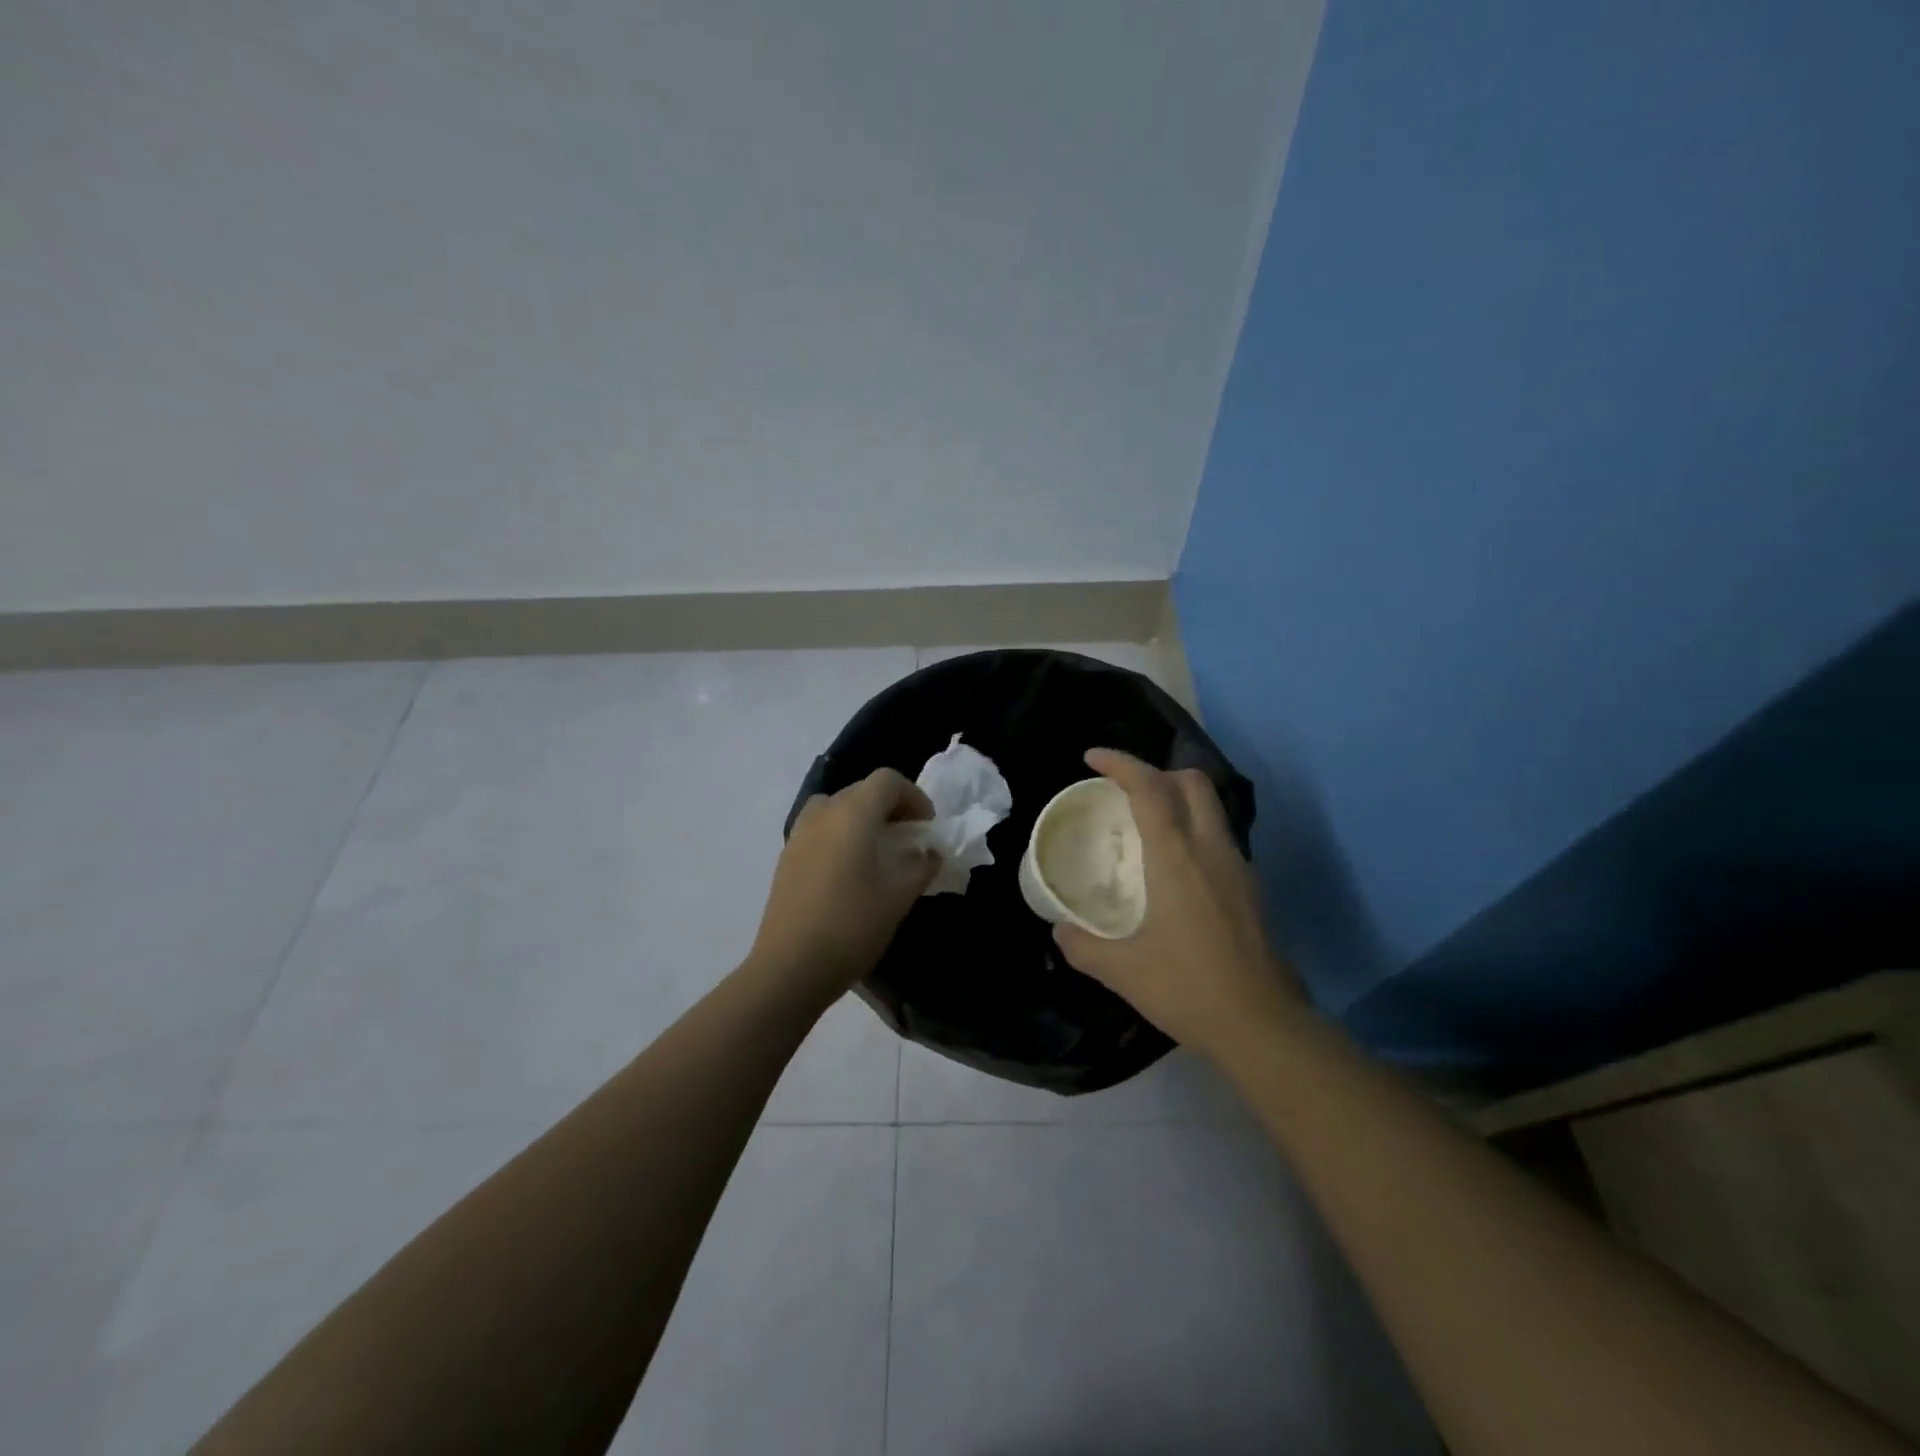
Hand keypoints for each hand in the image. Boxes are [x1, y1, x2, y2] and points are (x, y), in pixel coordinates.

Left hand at [749, 768, 939, 996]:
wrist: (790, 966)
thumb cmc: (852, 925)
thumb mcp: (899, 896)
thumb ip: (921, 866)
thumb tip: (929, 852)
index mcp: (853, 813)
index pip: (887, 780)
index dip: (913, 796)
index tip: (926, 826)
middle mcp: (823, 813)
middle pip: (861, 789)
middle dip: (890, 806)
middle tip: (908, 837)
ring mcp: (799, 833)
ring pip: (837, 806)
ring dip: (862, 817)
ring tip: (877, 849)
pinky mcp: (787, 856)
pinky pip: (819, 828)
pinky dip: (840, 833)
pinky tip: (850, 869)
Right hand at [1051, 748, 1305, 1061]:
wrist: (1263, 1025)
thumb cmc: (1188, 988)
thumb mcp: (1121, 970)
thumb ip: (1082, 945)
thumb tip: (1060, 930)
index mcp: (1177, 857)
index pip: (1150, 787)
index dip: (1120, 763)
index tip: (1092, 758)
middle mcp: (1211, 849)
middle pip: (1191, 782)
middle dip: (1155, 772)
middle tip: (1123, 792)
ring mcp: (1238, 866)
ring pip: (1210, 807)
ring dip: (1177, 799)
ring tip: (1145, 824)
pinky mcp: (1252, 888)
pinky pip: (1218, 836)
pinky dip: (1192, 828)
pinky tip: (1174, 866)